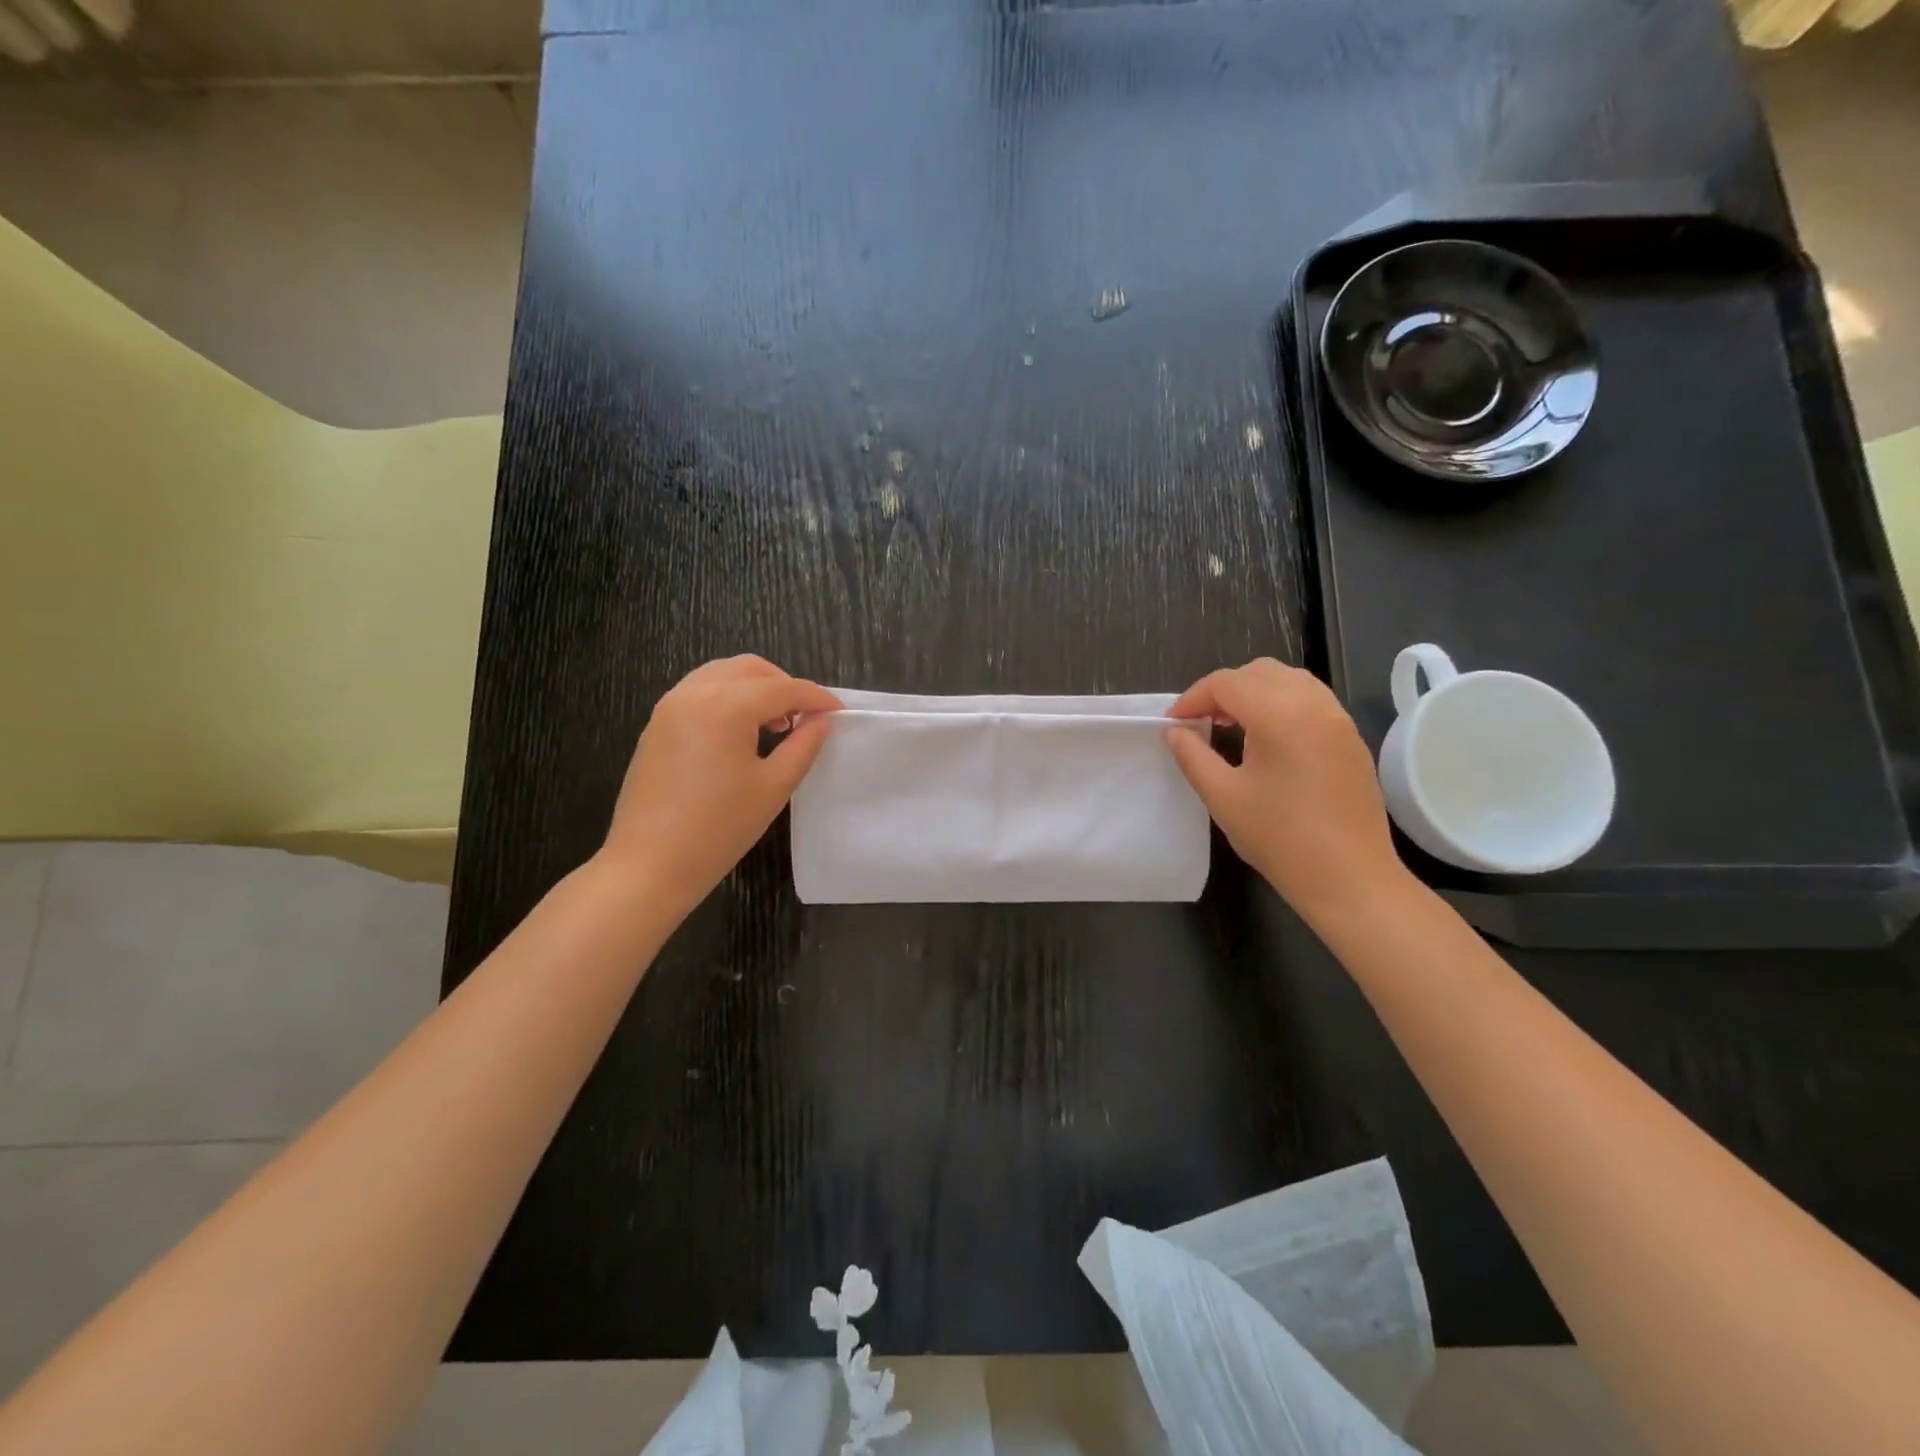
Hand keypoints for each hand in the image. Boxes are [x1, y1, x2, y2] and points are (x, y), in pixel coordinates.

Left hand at [600, 656, 841, 914]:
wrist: (649, 866)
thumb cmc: (719, 829)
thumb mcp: (773, 787)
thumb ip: (803, 746)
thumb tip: (821, 722)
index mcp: (725, 707)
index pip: (783, 688)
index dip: (816, 698)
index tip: (840, 713)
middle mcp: (694, 694)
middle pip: (750, 669)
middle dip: (784, 685)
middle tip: (806, 717)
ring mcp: (669, 707)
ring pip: (722, 674)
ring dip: (755, 688)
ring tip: (775, 724)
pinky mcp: (657, 725)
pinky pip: (700, 692)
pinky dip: (728, 697)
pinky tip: (741, 733)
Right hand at [1166, 658, 1409, 925]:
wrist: (1350, 878)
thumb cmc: (1279, 838)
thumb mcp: (1223, 797)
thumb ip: (1193, 756)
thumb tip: (1175, 732)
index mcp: (1280, 715)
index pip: (1227, 683)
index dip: (1192, 698)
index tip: (1172, 724)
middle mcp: (1314, 705)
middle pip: (1259, 672)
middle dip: (1223, 690)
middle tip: (1200, 723)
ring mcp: (1338, 720)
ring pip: (1288, 680)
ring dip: (1254, 693)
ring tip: (1232, 727)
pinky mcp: (1350, 739)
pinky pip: (1310, 700)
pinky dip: (1281, 704)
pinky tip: (1267, 740)